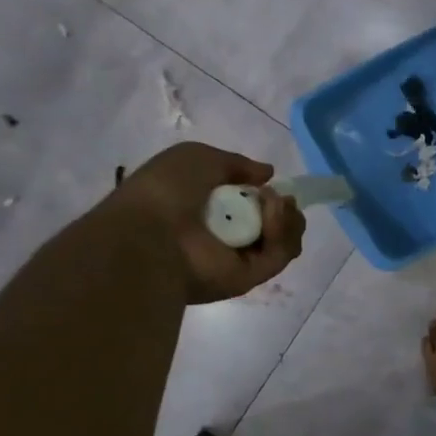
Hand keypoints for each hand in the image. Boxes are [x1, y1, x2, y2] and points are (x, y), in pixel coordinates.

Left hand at [114, 142, 305, 302]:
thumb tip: (268, 173)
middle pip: (272, 226)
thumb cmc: (165, 191)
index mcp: (206, 211)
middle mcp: (224, 237)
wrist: (150, 234)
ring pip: (281, 241)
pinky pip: (278, 256)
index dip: (265, 195)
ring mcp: (237, 260)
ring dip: (285, 218)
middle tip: (278, 198)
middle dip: (283, 208)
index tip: (271, 185)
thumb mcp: (197, 157)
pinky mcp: (249, 278)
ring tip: (273, 203)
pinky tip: (272, 214)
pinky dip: (282, 234)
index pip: (248, 207)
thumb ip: (235, 163)